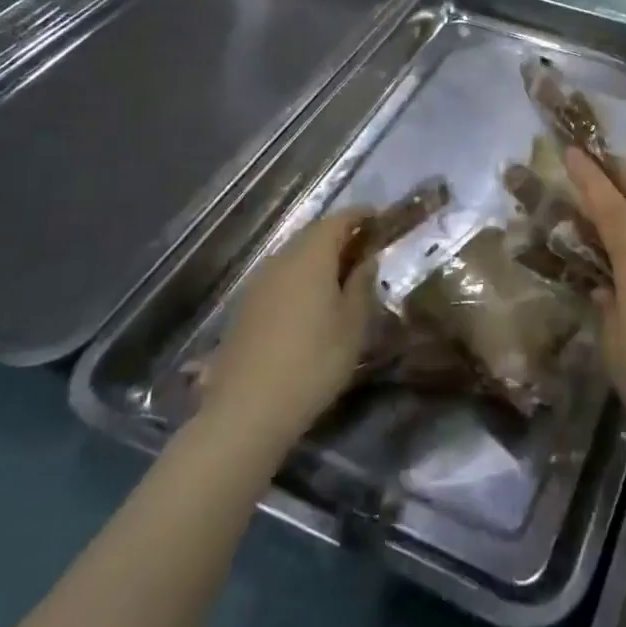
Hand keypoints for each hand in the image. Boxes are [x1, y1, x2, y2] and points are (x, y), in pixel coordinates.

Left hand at [201, 212, 378, 455]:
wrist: (247, 411)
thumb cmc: (314, 362)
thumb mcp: (353, 324)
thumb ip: (362, 284)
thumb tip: (367, 259)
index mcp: (311, 257)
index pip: (338, 220)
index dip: (360, 215)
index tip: (380, 217)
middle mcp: (281, 261)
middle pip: (312, 234)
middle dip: (340, 235)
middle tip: (365, 246)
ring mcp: (258, 284)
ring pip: (294, 256)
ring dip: (319, 257)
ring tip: (342, 274)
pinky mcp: (245, 309)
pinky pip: (280, 277)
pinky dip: (301, 277)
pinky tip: (311, 301)